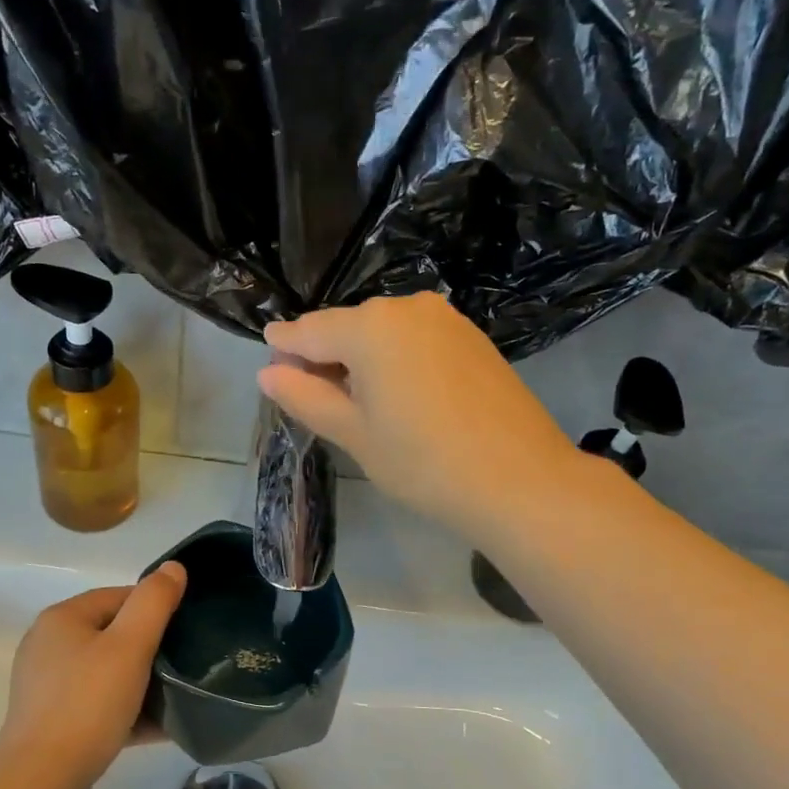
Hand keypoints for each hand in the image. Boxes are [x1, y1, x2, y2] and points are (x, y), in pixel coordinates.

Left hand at [0, 563, 187, 788]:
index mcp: (62, 619)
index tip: (185, 632)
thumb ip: (154, 602)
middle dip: (151, 650)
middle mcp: (48, 645)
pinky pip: (98, 705)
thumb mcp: (129, 646)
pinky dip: (126, 711)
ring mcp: (47, 685)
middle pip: (113, 635)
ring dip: (142, 684)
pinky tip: (159, 727)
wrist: (42, 780)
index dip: (155, 610)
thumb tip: (173, 567)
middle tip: (184, 666)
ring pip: (107, 673)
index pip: (118, 597)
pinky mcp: (52, 720)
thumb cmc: (88, 704)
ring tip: (177, 698)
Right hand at [258, 293, 579, 540]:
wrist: (520, 481)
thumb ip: (306, 397)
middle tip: (311, 397)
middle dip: (323, 356)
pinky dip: (395, 360)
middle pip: (347, 328)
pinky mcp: (472, 338)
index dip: (284, 347)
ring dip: (360, 359)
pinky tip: (398, 396)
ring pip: (383, 334)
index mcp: (370, 327)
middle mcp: (407, 307)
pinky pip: (415, 340)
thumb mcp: (353, 433)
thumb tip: (267, 373)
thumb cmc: (422, 463)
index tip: (268, 362)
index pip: (309, 331)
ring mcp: (446, 319)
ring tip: (354, 402)